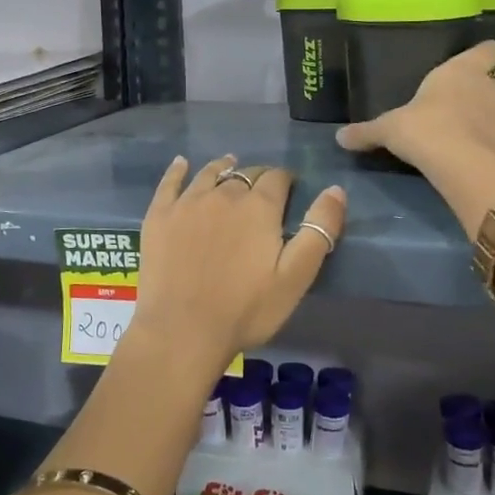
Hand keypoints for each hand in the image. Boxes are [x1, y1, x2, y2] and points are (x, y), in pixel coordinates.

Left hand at [130, 155, 346, 373]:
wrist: (182, 330)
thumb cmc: (246, 309)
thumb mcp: (296, 276)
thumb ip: (319, 229)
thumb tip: (335, 189)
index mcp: (259, 206)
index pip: (277, 177)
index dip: (286, 180)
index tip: (290, 190)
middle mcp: (223, 193)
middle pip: (244, 173)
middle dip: (257, 177)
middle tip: (261, 191)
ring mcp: (187, 202)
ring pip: (210, 173)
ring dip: (223, 167)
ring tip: (229, 165)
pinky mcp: (159, 215)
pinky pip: (169, 181)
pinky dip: (177, 169)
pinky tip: (181, 164)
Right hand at [335, 40, 494, 172]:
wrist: (464, 166)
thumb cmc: (425, 129)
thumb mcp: (389, 129)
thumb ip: (366, 132)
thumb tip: (339, 137)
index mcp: (461, 70)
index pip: (490, 49)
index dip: (487, 53)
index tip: (480, 60)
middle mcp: (489, 87)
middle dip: (490, 90)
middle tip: (471, 102)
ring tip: (482, 130)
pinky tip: (484, 153)